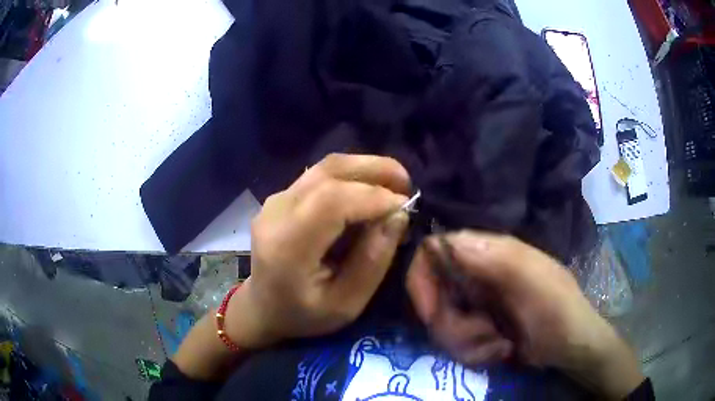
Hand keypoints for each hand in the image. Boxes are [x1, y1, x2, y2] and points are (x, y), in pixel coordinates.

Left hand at [227, 154, 410, 348]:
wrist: (263, 307)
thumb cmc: (304, 315)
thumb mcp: (346, 305)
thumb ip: (372, 262)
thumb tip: (398, 216)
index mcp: (287, 247)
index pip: (331, 202)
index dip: (373, 197)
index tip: (405, 208)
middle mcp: (276, 213)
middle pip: (329, 172)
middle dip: (376, 171)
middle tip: (407, 185)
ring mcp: (275, 200)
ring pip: (326, 167)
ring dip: (366, 168)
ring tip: (395, 183)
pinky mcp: (281, 196)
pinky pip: (321, 174)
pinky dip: (352, 176)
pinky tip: (370, 190)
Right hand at [407, 231, 643, 398]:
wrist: (572, 345)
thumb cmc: (558, 309)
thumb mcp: (534, 282)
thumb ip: (497, 260)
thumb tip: (446, 242)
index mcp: (489, 253)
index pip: (435, 251)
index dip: (422, 279)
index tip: (430, 314)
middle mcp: (477, 275)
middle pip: (434, 296)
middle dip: (451, 326)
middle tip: (482, 336)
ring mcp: (477, 304)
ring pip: (443, 325)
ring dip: (467, 344)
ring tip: (499, 346)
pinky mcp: (478, 327)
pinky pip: (456, 343)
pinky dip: (474, 353)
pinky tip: (501, 351)